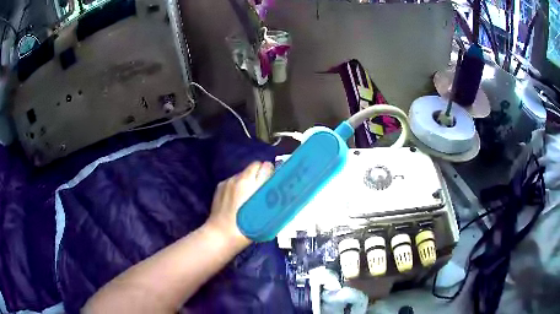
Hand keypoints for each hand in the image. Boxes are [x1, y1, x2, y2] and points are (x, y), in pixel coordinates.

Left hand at [205, 161, 273, 247]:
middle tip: (262, 189)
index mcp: (252, 183)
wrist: (221, 234)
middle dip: (259, 174)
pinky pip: (233, 181)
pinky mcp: (220, 186)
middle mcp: (239, 178)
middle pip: (254, 167)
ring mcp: (228, 181)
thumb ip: (271, 195)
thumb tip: (277, 186)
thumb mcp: (266, 213)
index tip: (273, 182)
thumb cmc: (247, 228)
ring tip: (248, 197)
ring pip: (243, 174)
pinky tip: (236, 201)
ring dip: (248, 181)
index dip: (270, 173)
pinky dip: (237, 187)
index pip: (266, 166)